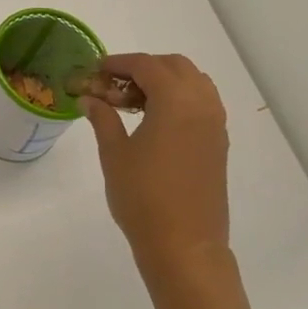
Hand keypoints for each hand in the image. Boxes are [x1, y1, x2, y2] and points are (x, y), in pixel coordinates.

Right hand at [81, 54, 230, 282]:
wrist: (184, 245)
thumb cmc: (143, 197)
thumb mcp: (114, 154)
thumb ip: (103, 118)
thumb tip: (89, 98)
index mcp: (176, 101)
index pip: (147, 65)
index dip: (119, 63)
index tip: (95, 71)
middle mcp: (202, 105)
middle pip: (175, 66)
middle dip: (143, 68)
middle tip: (113, 85)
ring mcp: (215, 125)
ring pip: (193, 83)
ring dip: (164, 82)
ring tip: (133, 102)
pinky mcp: (218, 144)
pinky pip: (202, 104)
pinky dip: (179, 99)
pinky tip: (154, 121)